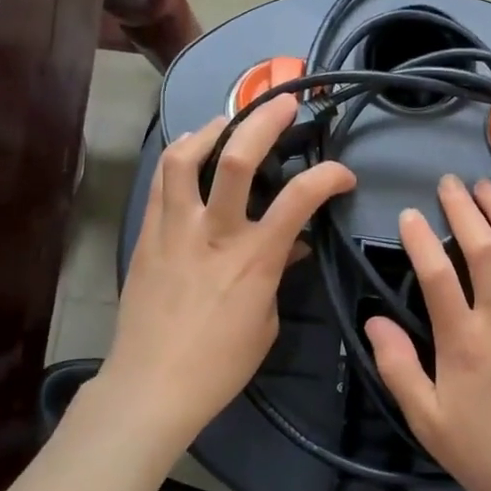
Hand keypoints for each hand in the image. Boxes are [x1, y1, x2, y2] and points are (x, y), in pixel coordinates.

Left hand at [101, 97, 355, 448]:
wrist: (151, 386)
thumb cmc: (220, 364)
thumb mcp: (265, 321)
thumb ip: (279, 274)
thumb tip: (291, 245)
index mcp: (254, 259)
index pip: (301, 198)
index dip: (329, 175)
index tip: (344, 174)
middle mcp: (214, 233)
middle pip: (236, 160)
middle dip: (264, 121)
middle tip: (283, 103)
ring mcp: (174, 230)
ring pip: (184, 160)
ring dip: (209, 131)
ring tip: (226, 123)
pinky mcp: (147, 236)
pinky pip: (160, 184)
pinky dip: (178, 160)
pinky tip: (190, 156)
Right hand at [365, 175, 490, 490]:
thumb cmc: (486, 449)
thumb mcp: (427, 420)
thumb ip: (398, 368)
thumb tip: (374, 322)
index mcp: (463, 341)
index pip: (437, 275)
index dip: (420, 239)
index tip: (408, 215)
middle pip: (484, 249)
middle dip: (464, 209)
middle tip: (449, 183)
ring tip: (488, 186)